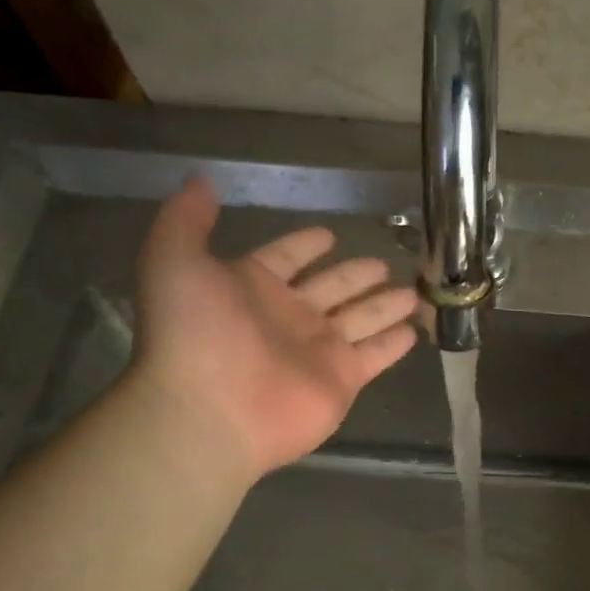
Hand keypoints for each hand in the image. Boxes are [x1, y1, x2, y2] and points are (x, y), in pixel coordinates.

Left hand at [127, 177, 418, 479]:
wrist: (211, 411)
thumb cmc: (195, 334)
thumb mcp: (174, 262)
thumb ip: (186, 220)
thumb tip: (198, 180)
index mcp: (252, 287)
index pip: (286, 258)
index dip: (304, 245)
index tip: (329, 234)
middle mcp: (289, 316)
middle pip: (332, 288)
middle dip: (356, 275)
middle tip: (383, 262)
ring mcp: (319, 350)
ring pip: (361, 318)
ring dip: (384, 305)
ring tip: (413, 291)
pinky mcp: (343, 379)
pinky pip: (376, 354)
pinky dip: (395, 343)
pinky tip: (415, 329)